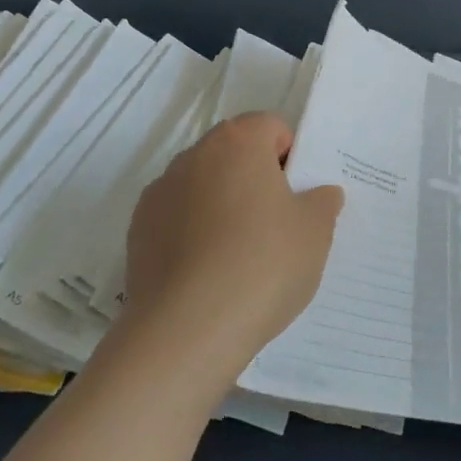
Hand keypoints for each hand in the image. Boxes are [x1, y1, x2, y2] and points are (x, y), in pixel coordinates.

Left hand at [124, 112, 343, 376]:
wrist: (185, 333)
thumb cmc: (262, 265)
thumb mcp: (315, 232)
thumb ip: (322, 202)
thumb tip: (319, 194)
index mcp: (238, 143)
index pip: (270, 127)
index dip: (290, 157)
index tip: (298, 196)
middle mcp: (193, 157)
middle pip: (234, 154)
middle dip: (255, 180)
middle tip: (277, 225)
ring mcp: (159, 194)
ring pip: (203, 187)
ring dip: (222, 206)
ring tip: (240, 256)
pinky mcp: (137, 233)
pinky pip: (177, 220)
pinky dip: (193, 234)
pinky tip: (208, 274)